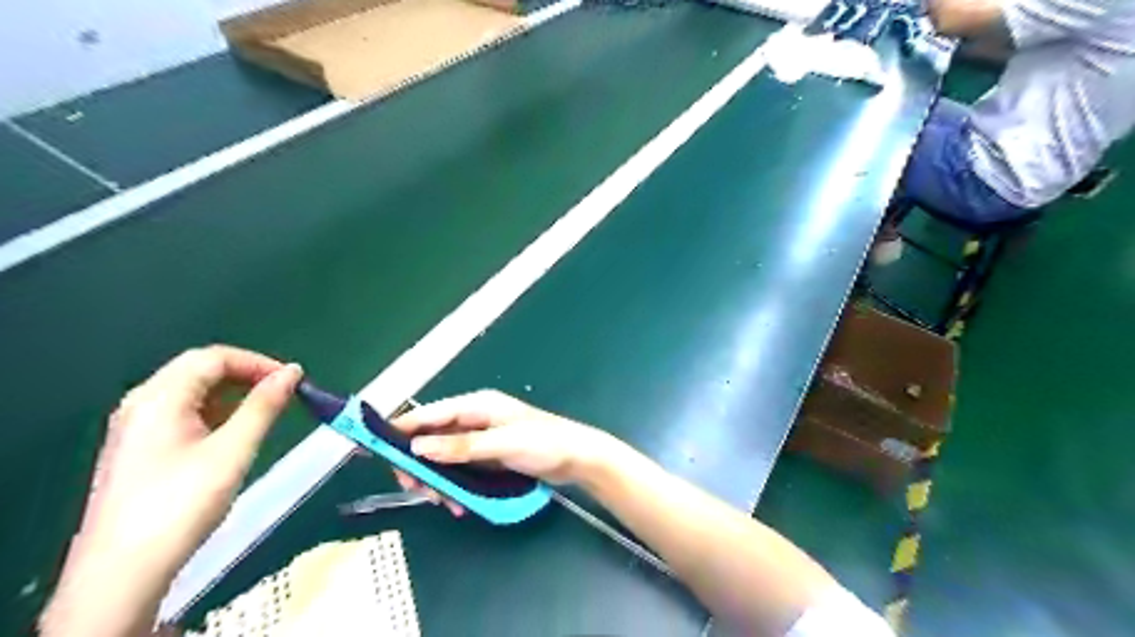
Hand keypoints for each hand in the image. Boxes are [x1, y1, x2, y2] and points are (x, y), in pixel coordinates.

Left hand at [42, 347, 299, 634]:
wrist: (122, 571)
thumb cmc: (182, 503)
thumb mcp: (233, 450)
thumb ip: (264, 406)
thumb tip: (293, 372)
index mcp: (159, 397)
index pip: (213, 357)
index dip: (258, 362)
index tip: (293, 380)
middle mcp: (141, 404)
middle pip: (198, 370)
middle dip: (246, 375)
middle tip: (283, 393)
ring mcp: (136, 427)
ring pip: (191, 392)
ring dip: (232, 393)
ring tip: (265, 412)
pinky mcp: (139, 450)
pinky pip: (182, 414)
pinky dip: (215, 412)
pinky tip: (233, 434)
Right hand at [393, 392, 618, 515]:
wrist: (577, 458)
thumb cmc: (543, 443)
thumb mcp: (502, 443)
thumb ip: (461, 446)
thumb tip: (418, 447)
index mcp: (478, 406)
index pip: (431, 413)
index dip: (403, 427)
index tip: (375, 446)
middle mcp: (476, 419)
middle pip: (433, 438)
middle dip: (421, 464)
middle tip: (416, 490)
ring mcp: (482, 440)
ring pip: (444, 458)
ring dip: (439, 480)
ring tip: (444, 503)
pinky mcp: (489, 458)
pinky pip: (461, 471)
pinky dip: (456, 486)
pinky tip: (460, 504)